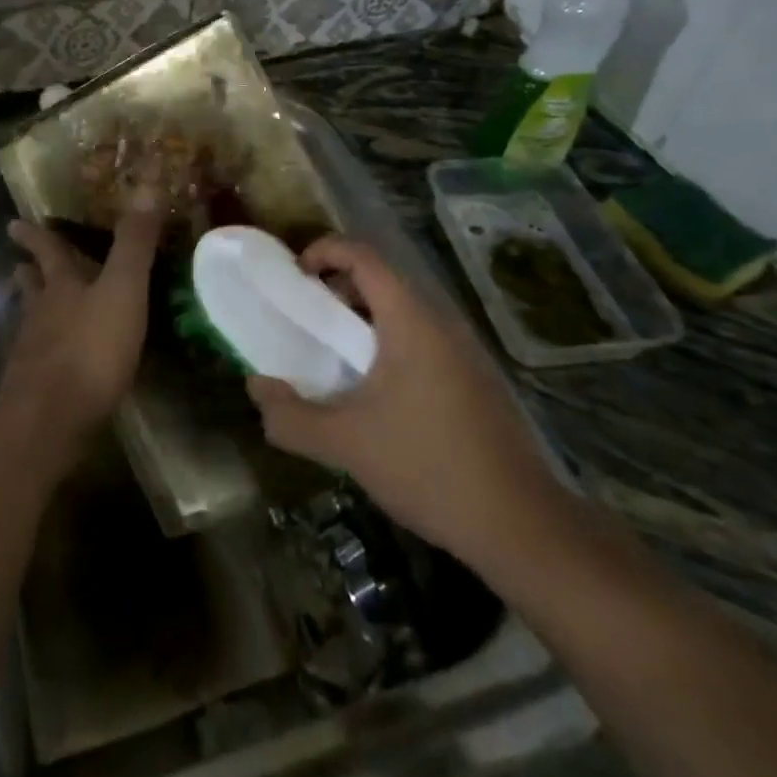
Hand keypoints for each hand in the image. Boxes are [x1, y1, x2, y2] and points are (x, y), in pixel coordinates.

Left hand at [0, 195, 163, 458]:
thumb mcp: (122, 289)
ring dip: (33, 309)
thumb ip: (134, 243)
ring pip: (32, 322)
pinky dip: (45, 349)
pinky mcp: (35, 390)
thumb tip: (148, 184)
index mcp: (61, 287)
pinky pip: (40, 359)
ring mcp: (33, 354)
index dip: (35, 235)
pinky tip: (53, 359)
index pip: (47, 251)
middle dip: (30, 272)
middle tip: (19, 262)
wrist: (49, 422)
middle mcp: (41, 315)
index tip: (14, 222)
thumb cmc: (90, 349)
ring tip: (33, 305)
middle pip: (32, 287)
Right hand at [246, 236, 567, 573]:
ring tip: (334, 358)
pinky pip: (423, 341)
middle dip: (338, 288)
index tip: (295, 277)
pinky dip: (389, 346)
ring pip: (404, 313)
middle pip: (383, 280)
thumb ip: (291, 416)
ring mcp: (465, 352)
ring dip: (363, 321)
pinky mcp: (476, 381)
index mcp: (410, 320)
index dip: (324, 251)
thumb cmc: (427, 466)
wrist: (521, 525)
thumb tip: (255, 389)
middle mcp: (441, 323)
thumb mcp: (346, 443)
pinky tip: (377, 396)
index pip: (363, 256)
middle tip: (306, 320)